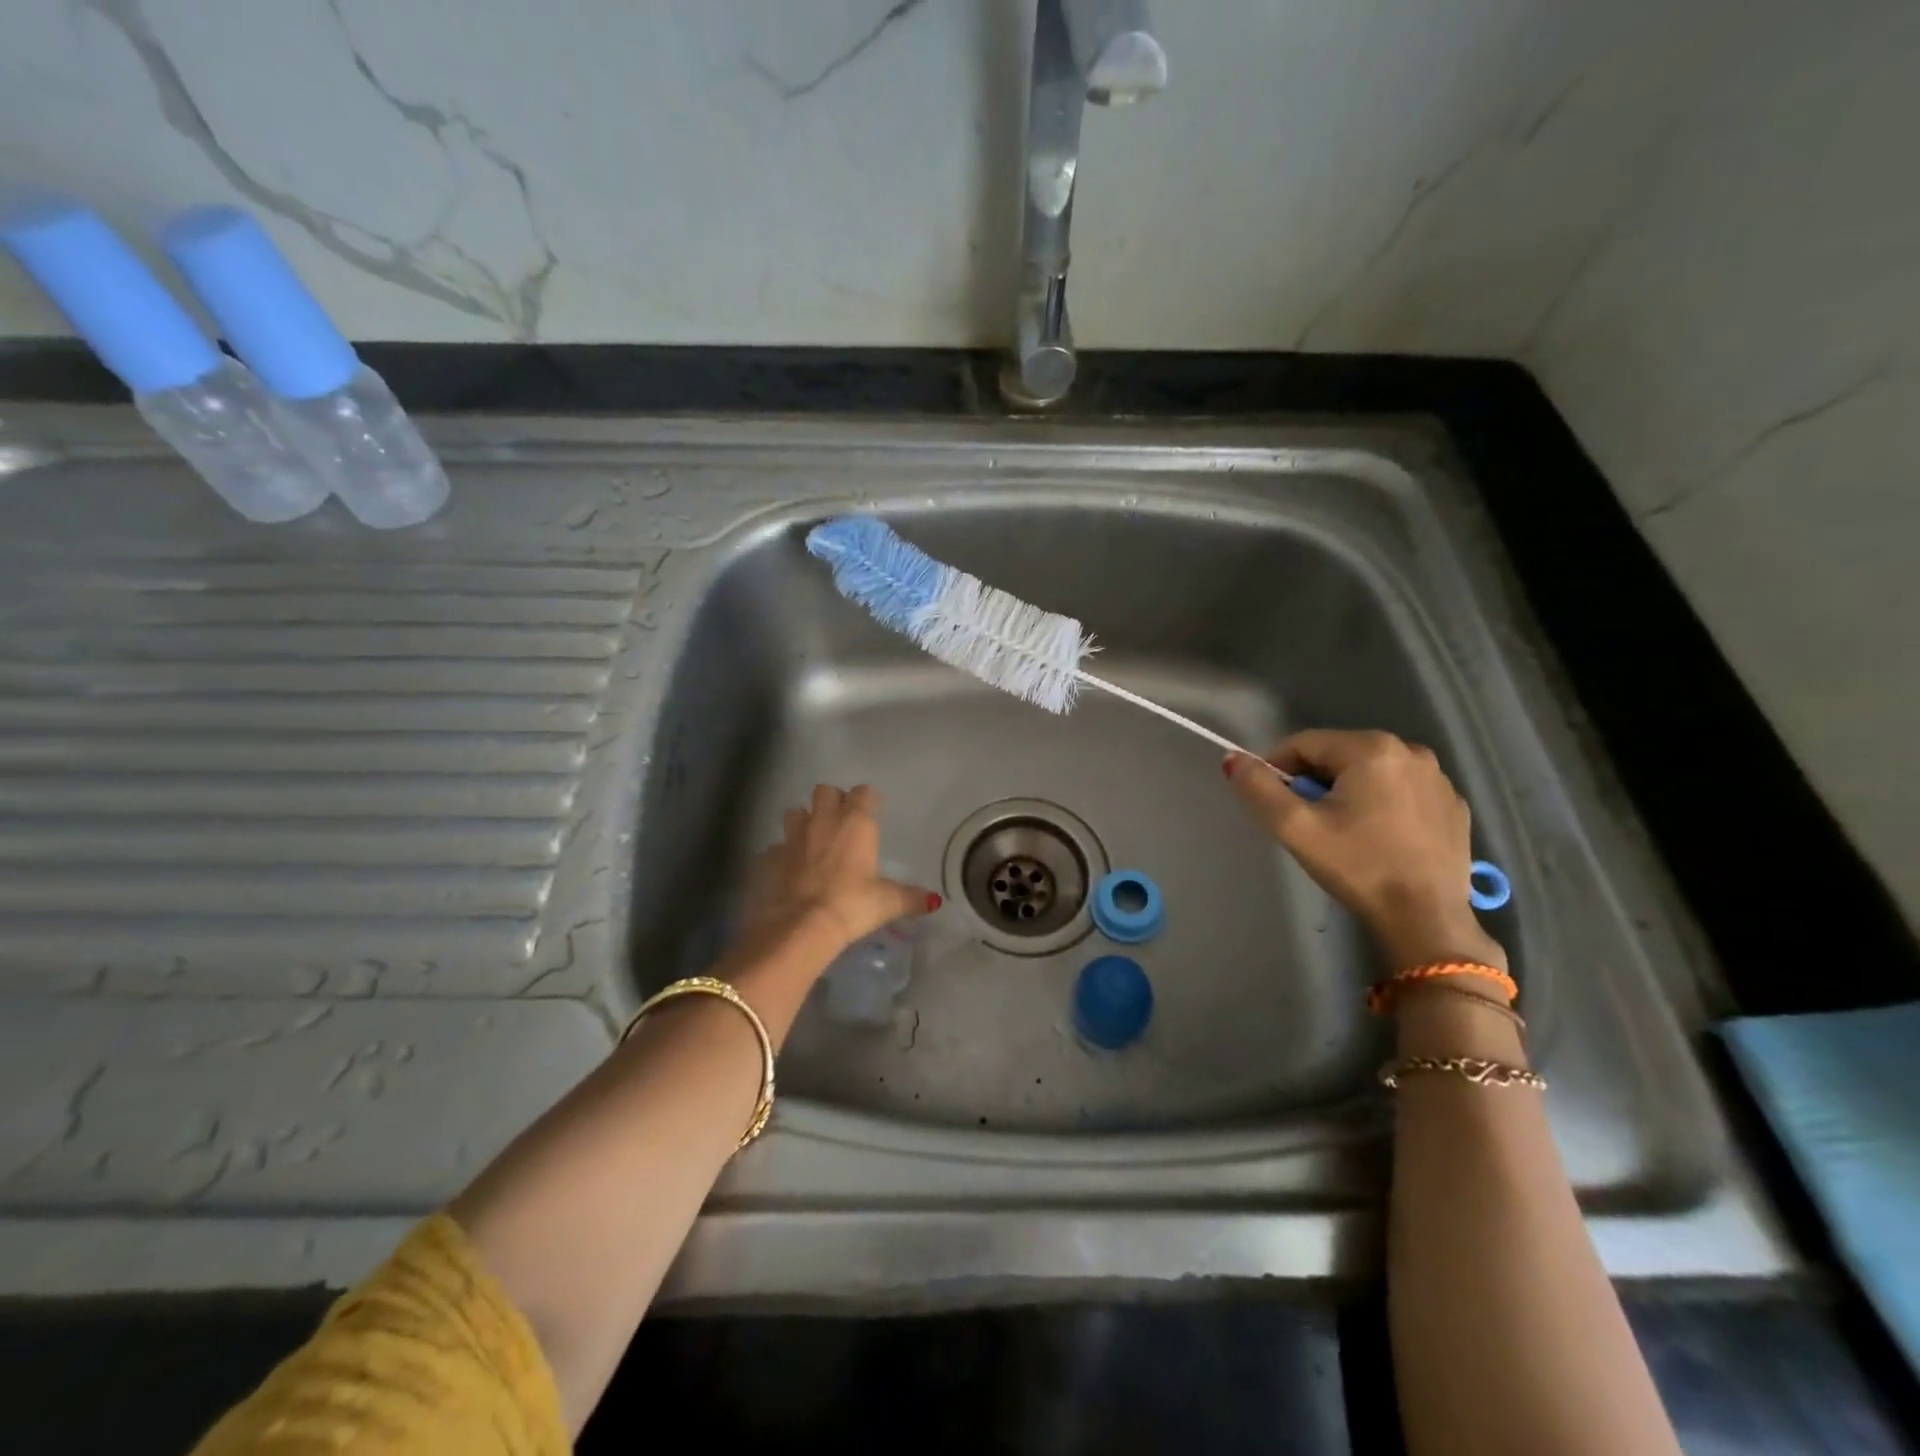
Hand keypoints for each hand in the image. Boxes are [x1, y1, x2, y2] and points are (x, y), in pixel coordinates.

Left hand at [740, 784, 936, 955]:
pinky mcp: (769, 856)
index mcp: (856, 823)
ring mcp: (792, 836)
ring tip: (813, 840)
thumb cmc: (852, 905)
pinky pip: (776, 846)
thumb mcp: (888, 903)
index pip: (865, 792)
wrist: (800, 926)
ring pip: (796, 812)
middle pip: (825, 791)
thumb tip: (935, 901)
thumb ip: (911, 898)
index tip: (874, 813)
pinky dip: (783, 854)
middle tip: (841, 822)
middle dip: (833, 801)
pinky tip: (790, 870)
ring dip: (804, 821)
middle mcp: (824, 820)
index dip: (869, 800)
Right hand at [1223, 730, 1505, 973]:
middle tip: (1310, 824)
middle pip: (1337, 755)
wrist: (1426, 920)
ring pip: (1370, 772)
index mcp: (1372, 748)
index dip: (1278, 770)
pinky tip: (1380, 839)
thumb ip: (1258, 788)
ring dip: (1347, 792)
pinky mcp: (1453, 805)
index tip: (1276, 806)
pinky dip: (1382, 805)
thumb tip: (1233, 759)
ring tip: (1344, 833)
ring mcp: (1439, 778)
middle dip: (1315, 782)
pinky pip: (1401, 791)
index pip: (1303, 744)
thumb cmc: (1358, 867)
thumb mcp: (1295, 828)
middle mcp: (1411, 751)